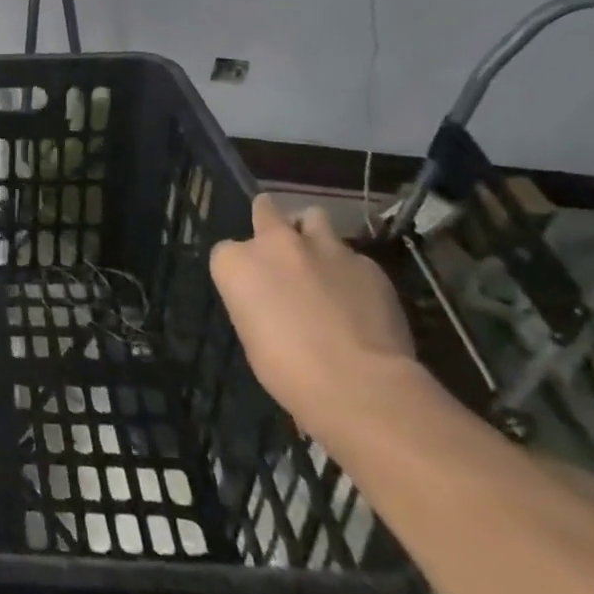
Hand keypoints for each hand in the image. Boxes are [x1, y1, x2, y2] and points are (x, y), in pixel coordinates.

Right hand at [209, 194, 420, 444]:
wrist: (358, 382)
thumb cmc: (287, 369)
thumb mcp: (251, 335)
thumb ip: (257, 301)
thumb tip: (273, 301)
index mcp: (237, 263)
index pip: (226, 250)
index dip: (240, 269)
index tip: (251, 288)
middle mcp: (275, 243)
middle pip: (265, 210)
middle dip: (269, 221)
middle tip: (280, 247)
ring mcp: (324, 247)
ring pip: (314, 217)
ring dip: (311, 233)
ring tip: (320, 259)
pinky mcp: (366, 263)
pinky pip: (352, 257)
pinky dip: (349, 270)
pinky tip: (358, 297)